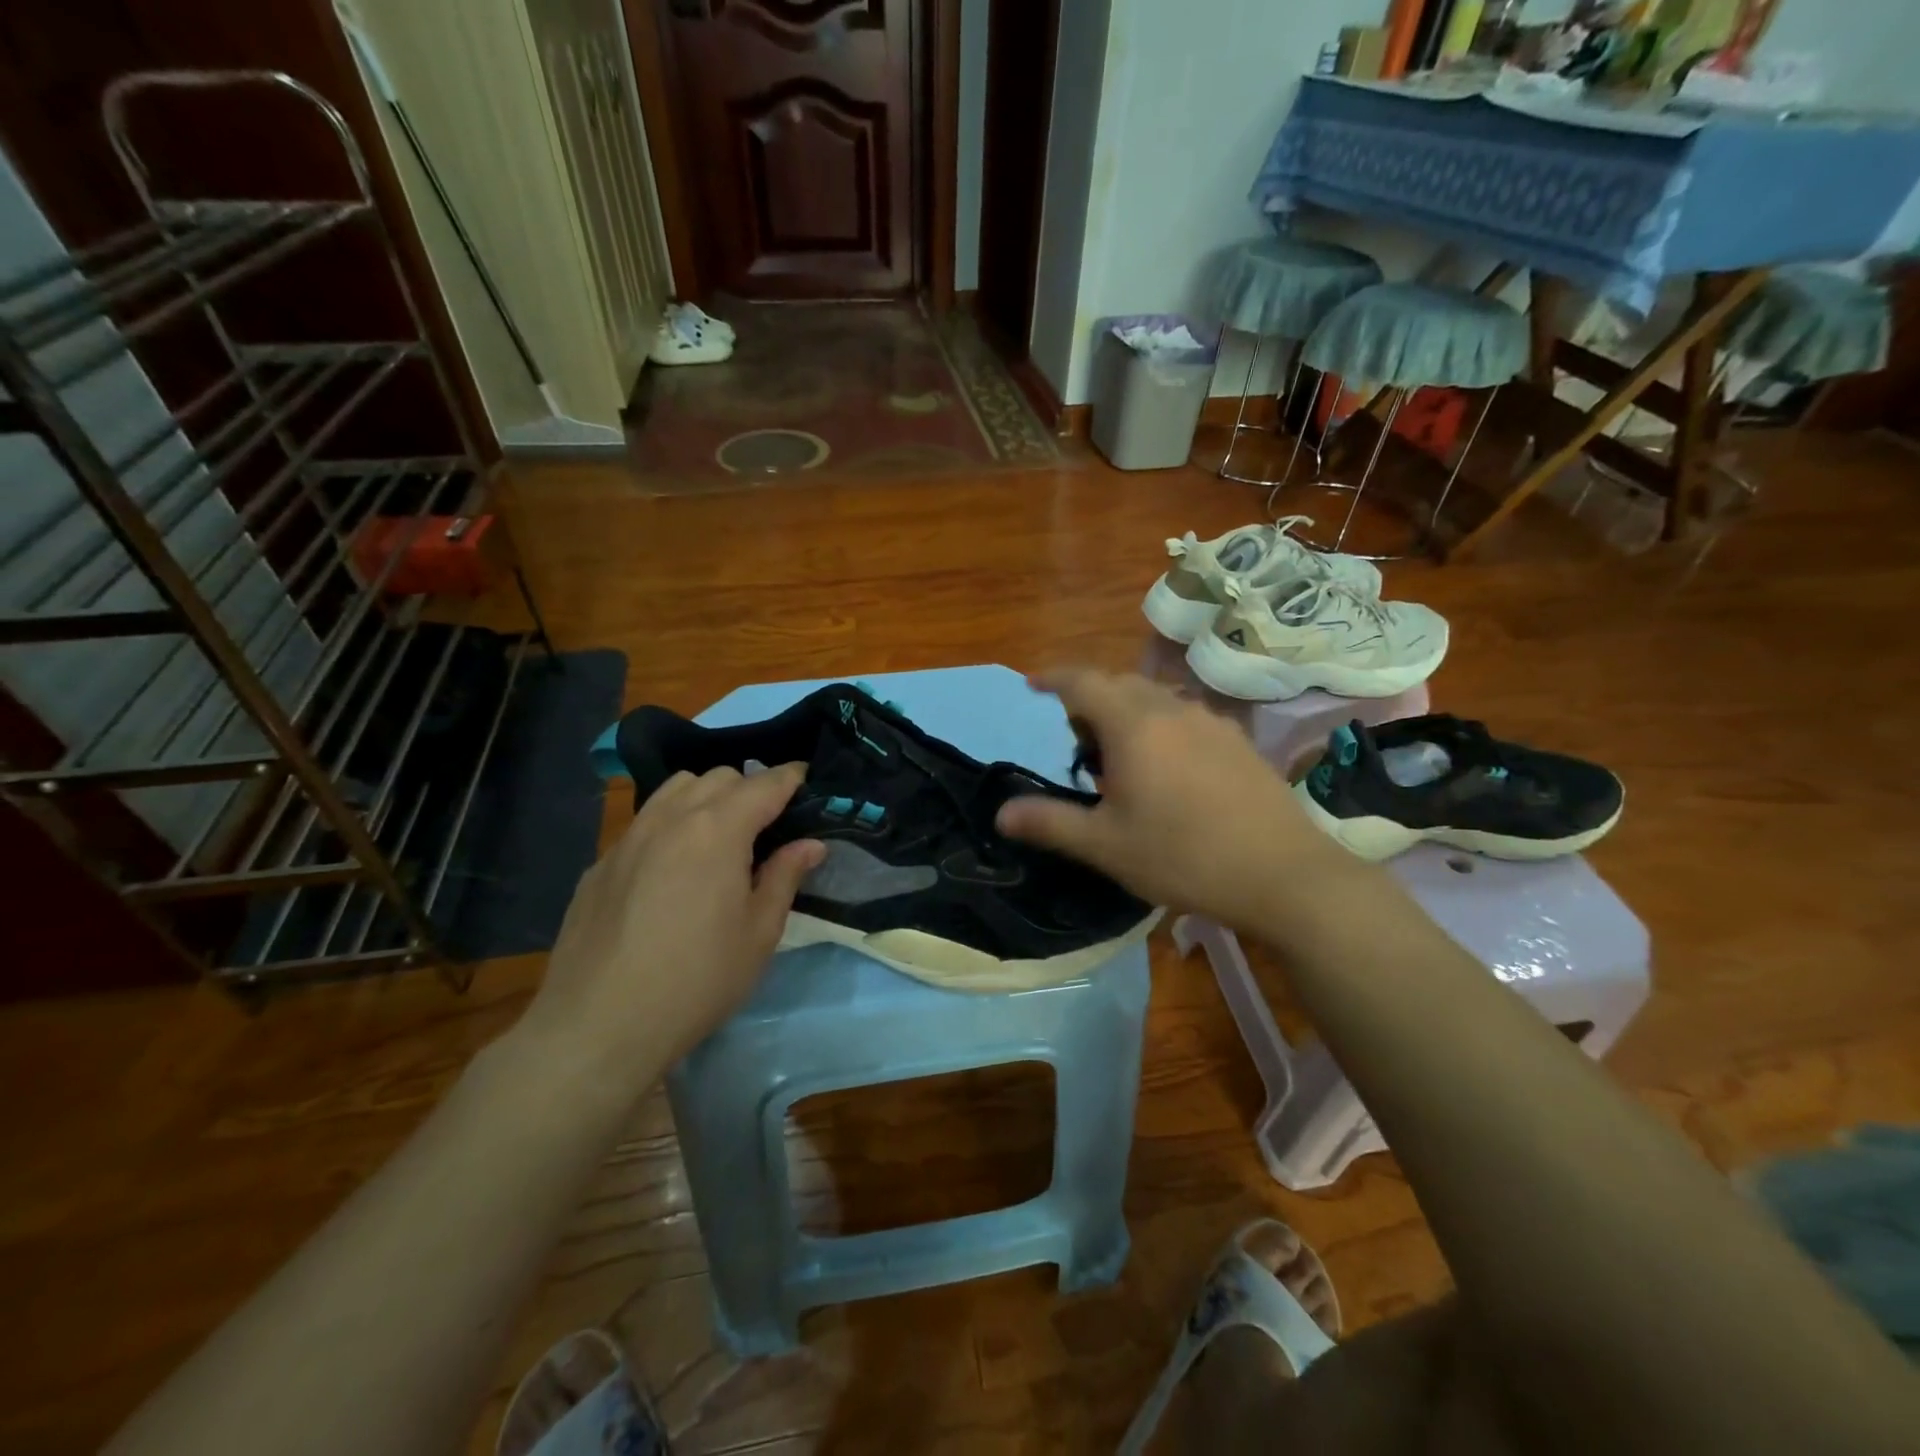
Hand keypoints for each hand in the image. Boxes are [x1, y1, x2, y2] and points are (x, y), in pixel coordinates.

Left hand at [519, 764, 823, 1077]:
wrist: (599, 1025)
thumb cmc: (698, 979)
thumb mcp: (759, 932)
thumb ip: (785, 876)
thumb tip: (810, 844)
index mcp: (718, 830)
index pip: (764, 784)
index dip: (791, 778)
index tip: (807, 780)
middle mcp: (671, 819)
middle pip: (719, 778)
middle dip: (750, 789)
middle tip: (767, 826)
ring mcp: (629, 838)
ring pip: (675, 790)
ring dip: (706, 798)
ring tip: (719, 837)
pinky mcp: (600, 864)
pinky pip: (645, 823)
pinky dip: (670, 826)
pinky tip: (672, 871)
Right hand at [996, 669, 1347, 930]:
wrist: (1282, 874)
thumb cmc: (1182, 856)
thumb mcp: (1105, 845)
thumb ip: (1049, 822)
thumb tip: (1001, 813)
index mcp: (1133, 725)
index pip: (1082, 682)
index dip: (1053, 679)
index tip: (1032, 684)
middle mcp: (1172, 708)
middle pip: (1120, 684)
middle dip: (1090, 701)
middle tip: (1078, 743)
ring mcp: (1212, 722)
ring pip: (1156, 698)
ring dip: (1128, 713)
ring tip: (1122, 757)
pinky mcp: (1239, 741)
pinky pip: (1186, 716)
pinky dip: (1162, 726)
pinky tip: (1171, 769)